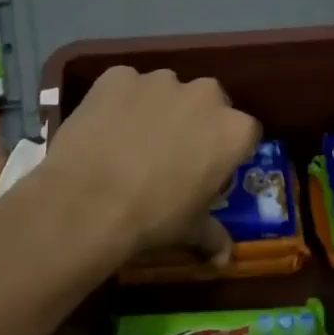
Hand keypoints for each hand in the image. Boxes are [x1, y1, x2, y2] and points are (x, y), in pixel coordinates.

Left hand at [42, 65, 260, 260]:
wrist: (88, 202)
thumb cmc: (153, 217)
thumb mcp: (190, 230)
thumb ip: (213, 236)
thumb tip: (225, 258)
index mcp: (233, 130)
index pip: (245, 133)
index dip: (227, 152)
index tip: (209, 170)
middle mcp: (204, 94)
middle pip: (208, 102)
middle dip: (195, 122)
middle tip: (171, 153)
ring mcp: (159, 80)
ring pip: (166, 91)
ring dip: (157, 108)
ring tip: (131, 141)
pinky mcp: (118, 76)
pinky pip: (125, 86)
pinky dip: (119, 102)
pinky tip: (104, 129)